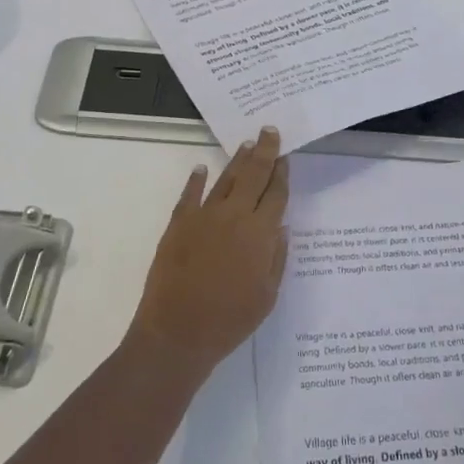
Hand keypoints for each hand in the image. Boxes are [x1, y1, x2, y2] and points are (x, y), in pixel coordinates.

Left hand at [127, 126, 290, 381]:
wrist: (178, 332)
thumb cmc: (230, 320)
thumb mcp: (267, 295)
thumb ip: (276, 258)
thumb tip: (281, 227)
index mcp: (259, 234)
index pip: (276, 195)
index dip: (282, 174)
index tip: (286, 155)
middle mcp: (234, 216)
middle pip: (253, 176)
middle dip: (264, 152)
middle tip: (270, 131)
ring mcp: (204, 217)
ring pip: (225, 180)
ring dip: (237, 161)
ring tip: (247, 145)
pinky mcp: (178, 225)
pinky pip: (189, 195)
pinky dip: (196, 180)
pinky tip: (202, 168)